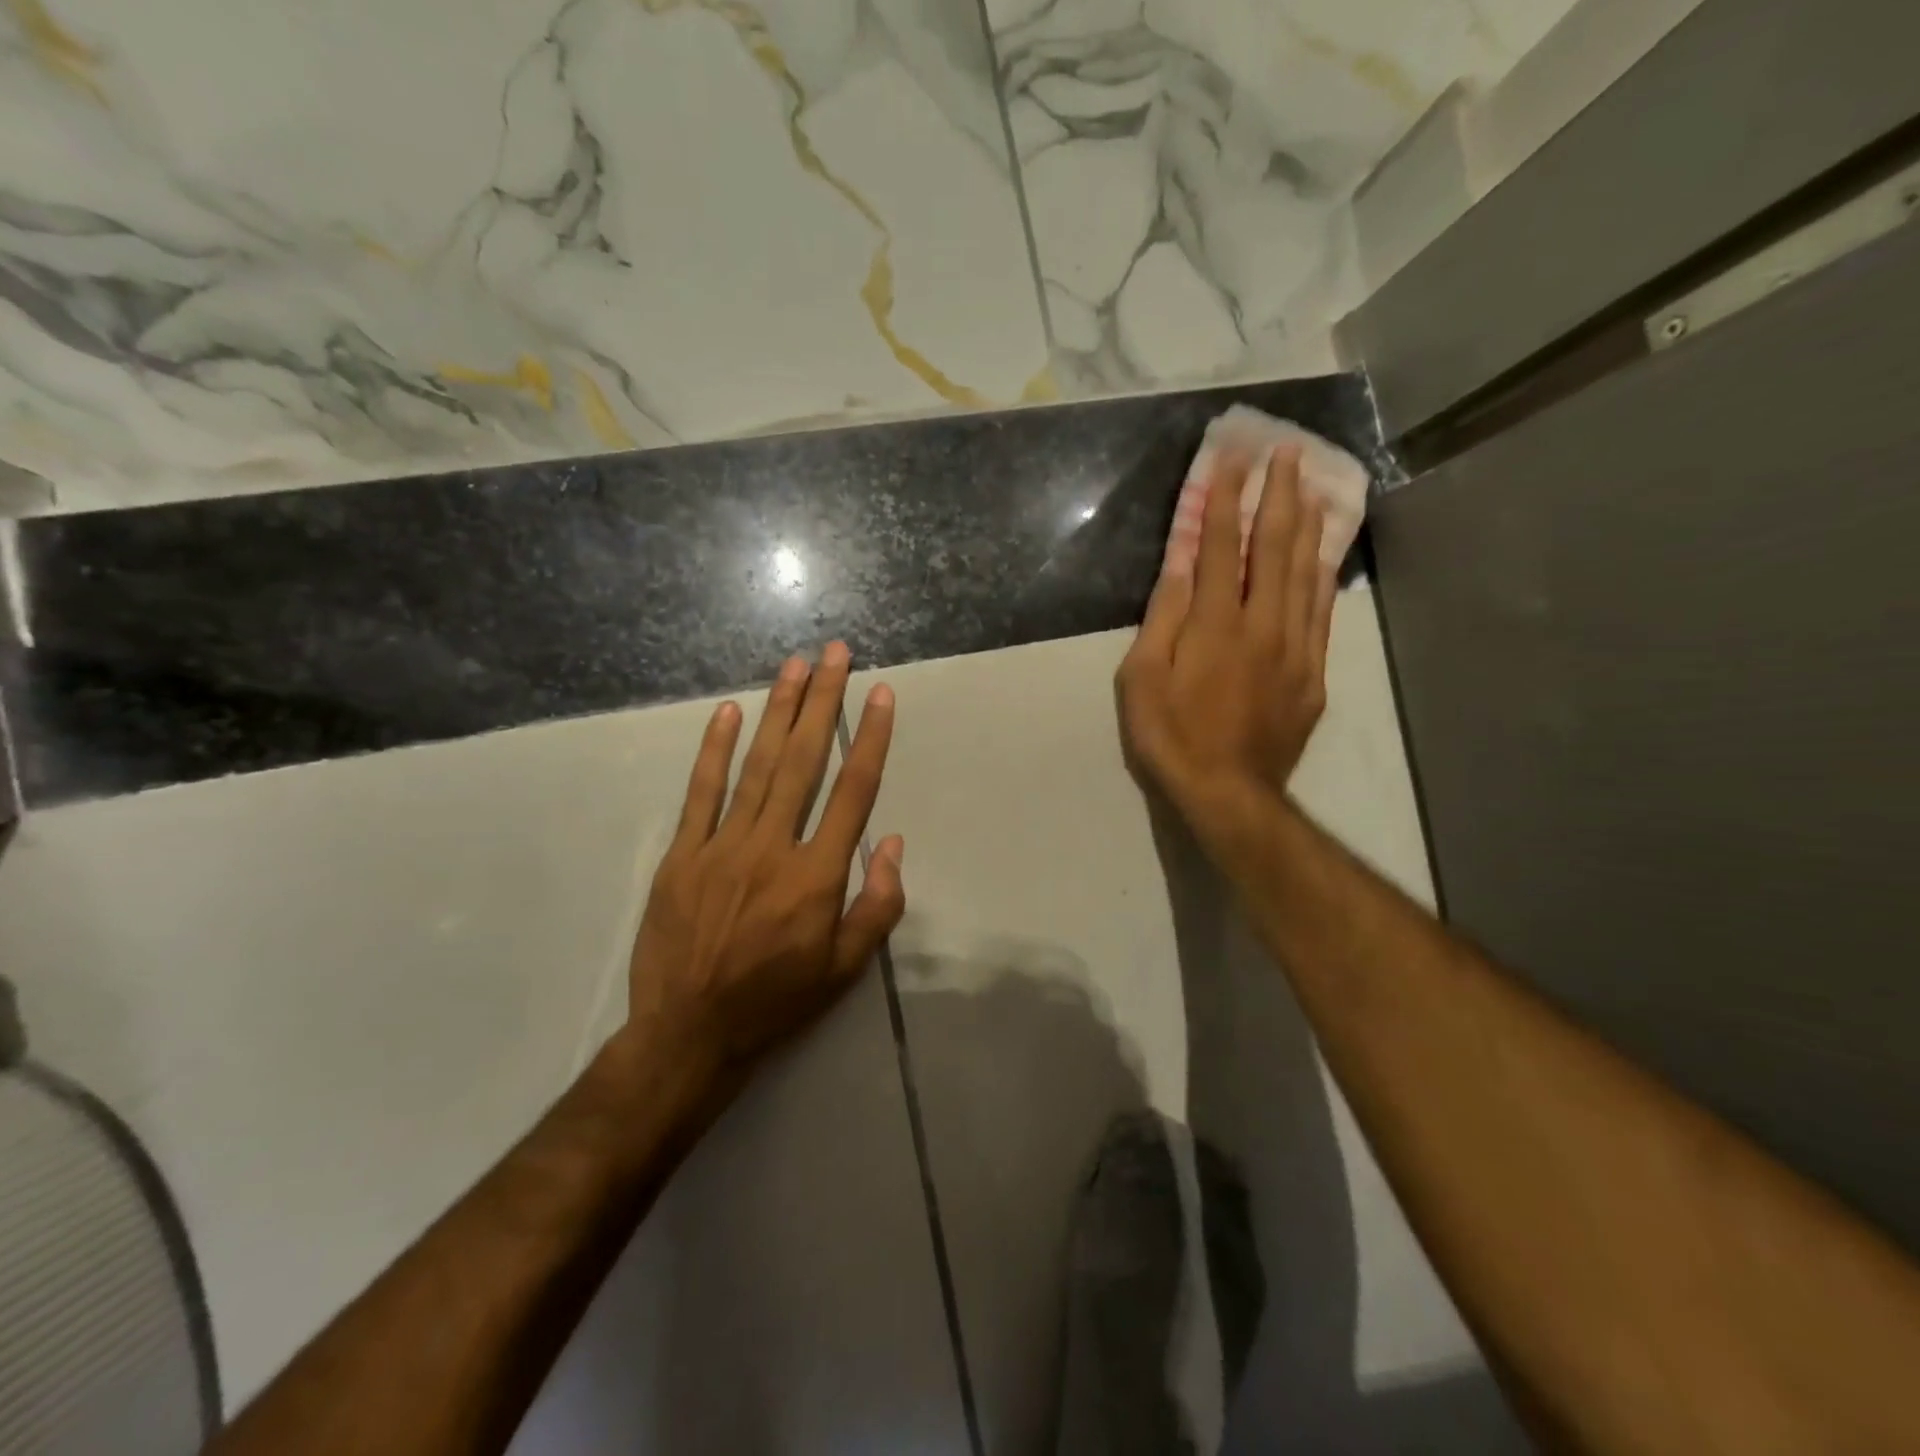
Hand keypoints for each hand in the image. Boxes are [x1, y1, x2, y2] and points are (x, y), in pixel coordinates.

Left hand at [616, 642, 905, 1084]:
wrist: (688, 1036)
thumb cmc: (777, 1003)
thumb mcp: (844, 971)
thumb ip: (876, 907)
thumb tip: (892, 844)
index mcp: (817, 877)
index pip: (854, 793)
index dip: (871, 739)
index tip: (881, 694)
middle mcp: (772, 848)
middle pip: (805, 762)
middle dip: (824, 702)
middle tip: (836, 653)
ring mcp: (722, 847)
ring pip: (758, 766)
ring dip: (779, 711)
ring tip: (795, 665)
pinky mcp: (682, 855)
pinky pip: (701, 793)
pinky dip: (715, 750)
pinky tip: (730, 712)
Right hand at [1116, 445, 1335, 847]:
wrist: (1228, 792)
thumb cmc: (1171, 736)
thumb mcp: (1143, 679)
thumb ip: (1163, 617)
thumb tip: (1179, 563)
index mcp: (1215, 623)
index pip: (1222, 545)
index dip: (1226, 498)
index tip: (1232, 456)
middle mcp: (1262, 624)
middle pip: (1276, 547)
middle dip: (1279, 494)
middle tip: (1287, 451)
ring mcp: (1294, 648)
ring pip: (1306, 573)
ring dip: (1309, 525)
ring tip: (1313, 485)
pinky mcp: (1312, 674)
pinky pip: (1322, 614)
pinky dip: (1324, 577)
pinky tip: (1326, 556)